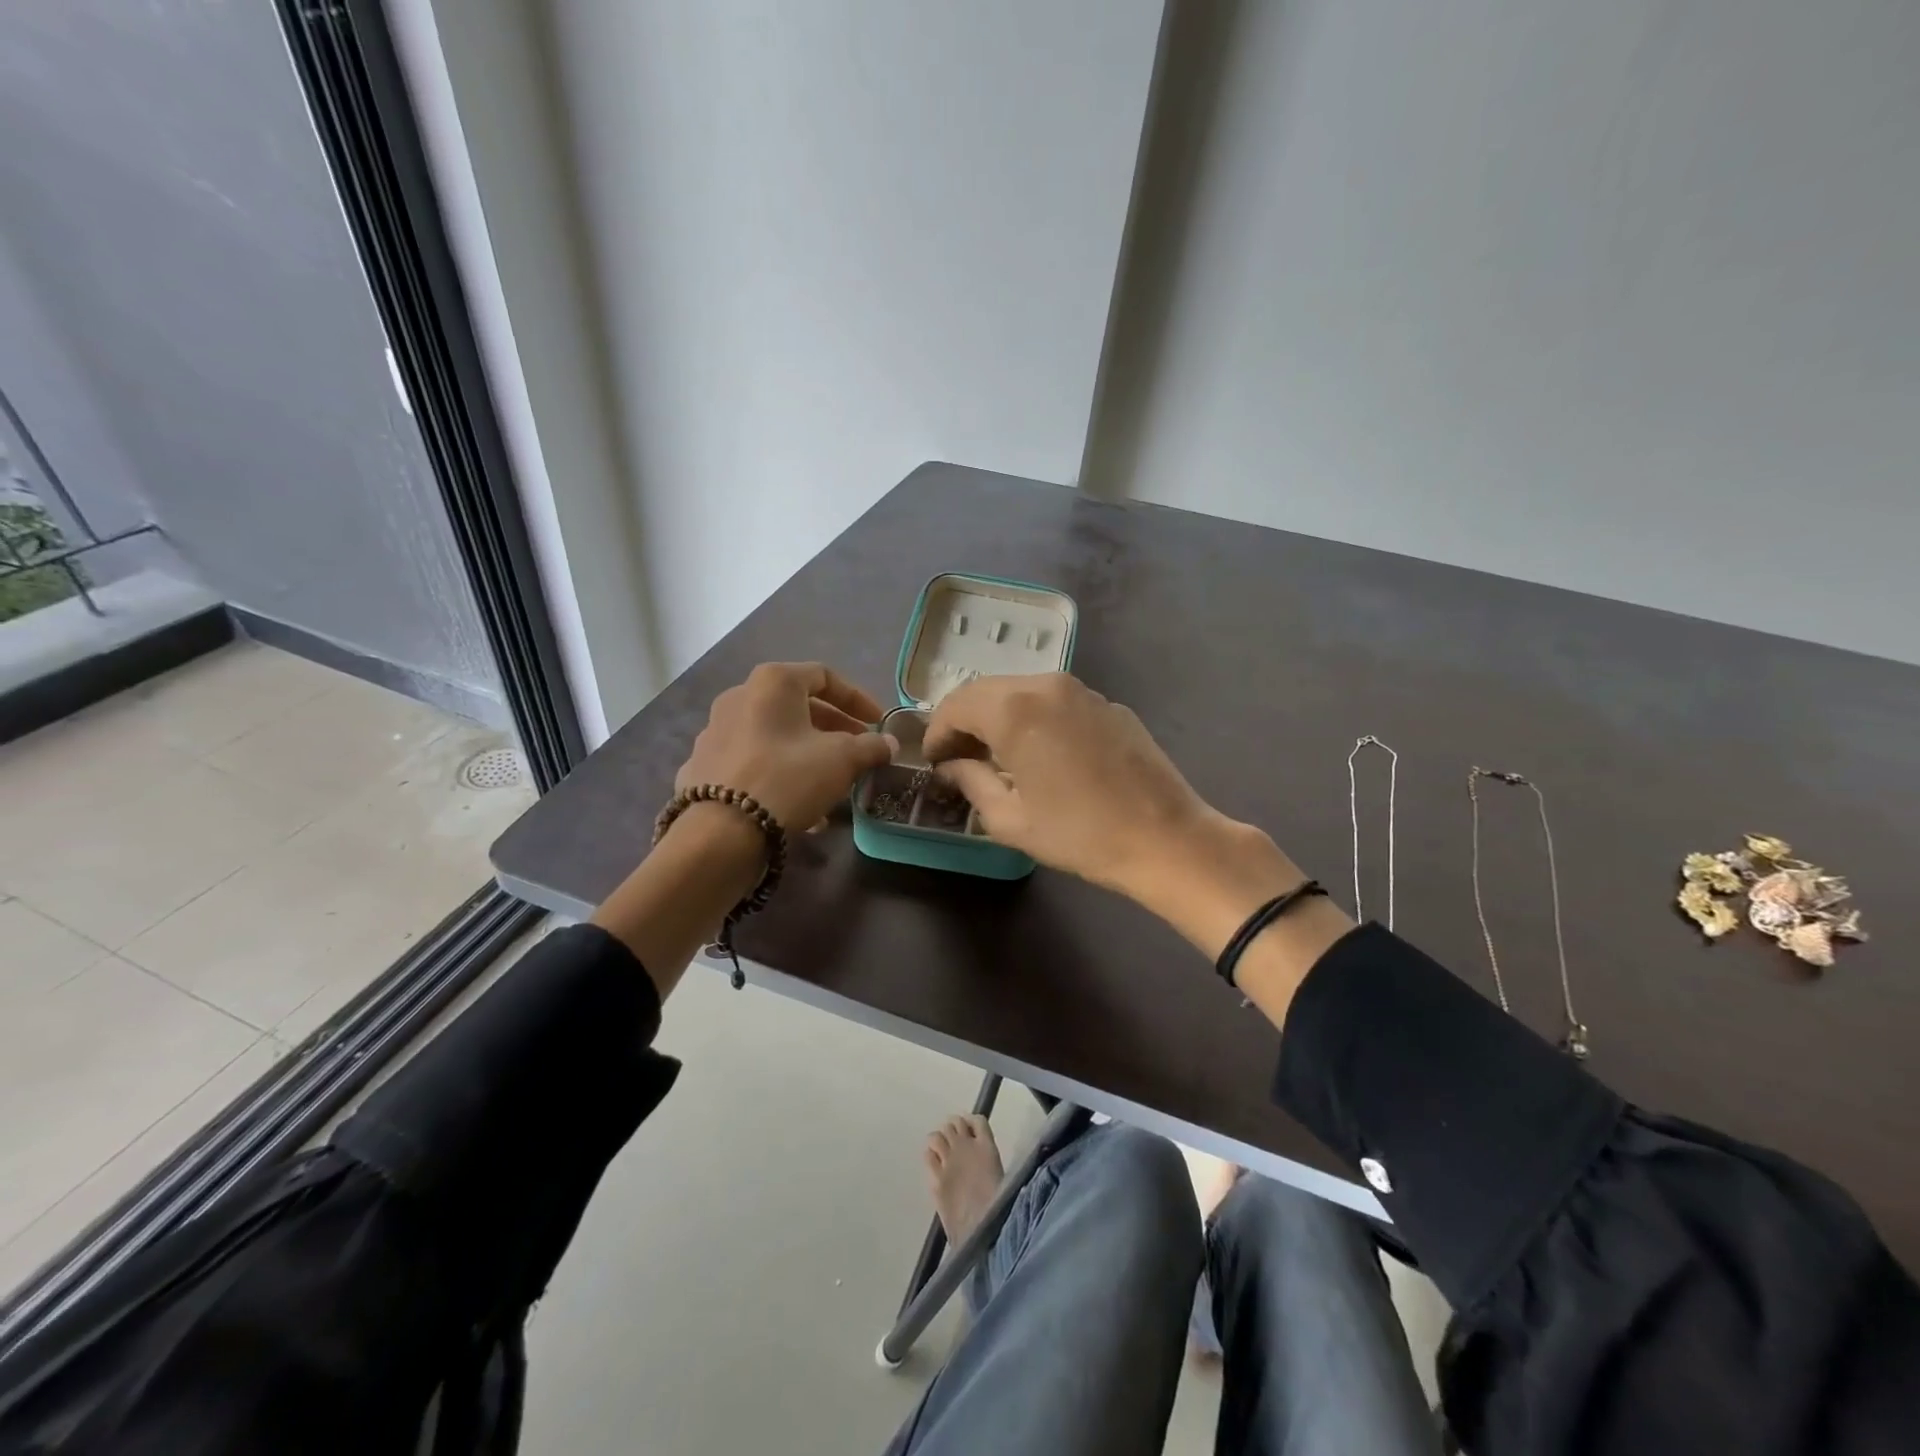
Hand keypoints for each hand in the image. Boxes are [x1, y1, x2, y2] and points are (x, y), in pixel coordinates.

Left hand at [674, 662, 896, 831]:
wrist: (721, 831)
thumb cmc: (788, 778)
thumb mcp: (843, 759)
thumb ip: (871, 747)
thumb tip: (889, 744)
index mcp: (773, 683)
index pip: (824, 676)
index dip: (857, 698)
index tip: (878, 722)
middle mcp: (738, 696)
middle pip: (797, 705)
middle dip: (834, 727)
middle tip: (858, 749)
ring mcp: (714, 731)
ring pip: (774, 735)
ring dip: (808, 751)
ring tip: (832, 780)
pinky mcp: (702, 766)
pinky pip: (752, 760)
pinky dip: (779, 771)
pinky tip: (798, 802)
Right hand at [924, 673, 1229, 901]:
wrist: (1165, 838)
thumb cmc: (1080, 834)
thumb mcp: (1011, 819)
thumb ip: (970, 782)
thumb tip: (952, 766)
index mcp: (1014, 710)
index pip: (956, 705)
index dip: (936, 733)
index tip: (934, 762)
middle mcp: (1046, 686)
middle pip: (986, 691)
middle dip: (965, 722)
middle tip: (959, 758)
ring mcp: (1082, 690)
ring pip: (1021, 691)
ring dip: (999, 717)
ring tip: (997, 756)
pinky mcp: (1108, 703)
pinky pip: (1055, 701)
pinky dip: (1034, 718)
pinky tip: (1042, 753)